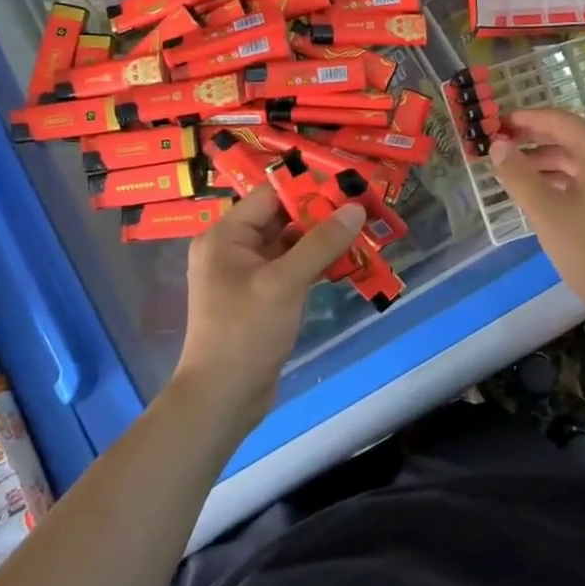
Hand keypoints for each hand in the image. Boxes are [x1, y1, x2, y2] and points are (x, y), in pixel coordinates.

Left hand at [173, 186, 365, 434]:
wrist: (223, 398)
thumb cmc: (246, 332)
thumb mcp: (285, 283)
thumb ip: (321, 243)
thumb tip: (355, 208)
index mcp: (225, 236)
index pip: (270, 196)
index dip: (307, 189)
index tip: (347, 187)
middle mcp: (232, 249)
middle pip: (281, 218)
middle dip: (321, 214)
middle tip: (362, 209)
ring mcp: (246, 274)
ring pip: (290, 244)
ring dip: (322, 240)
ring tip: (362, 232)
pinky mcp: (260, 296)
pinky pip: (290, 268)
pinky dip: (315, 263)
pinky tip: (346, 261)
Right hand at [487, 108, 584, 319]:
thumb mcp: (546, 212)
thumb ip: (518, 174)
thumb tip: (497, 144)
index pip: (561, 121)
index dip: (526, 119)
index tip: (497, 122)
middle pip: (572, 137)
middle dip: (534, 139)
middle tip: (499, 144)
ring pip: (580, 157)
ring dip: (547, 160)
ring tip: (512, 169)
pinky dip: (563, 177)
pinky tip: (538, 188)